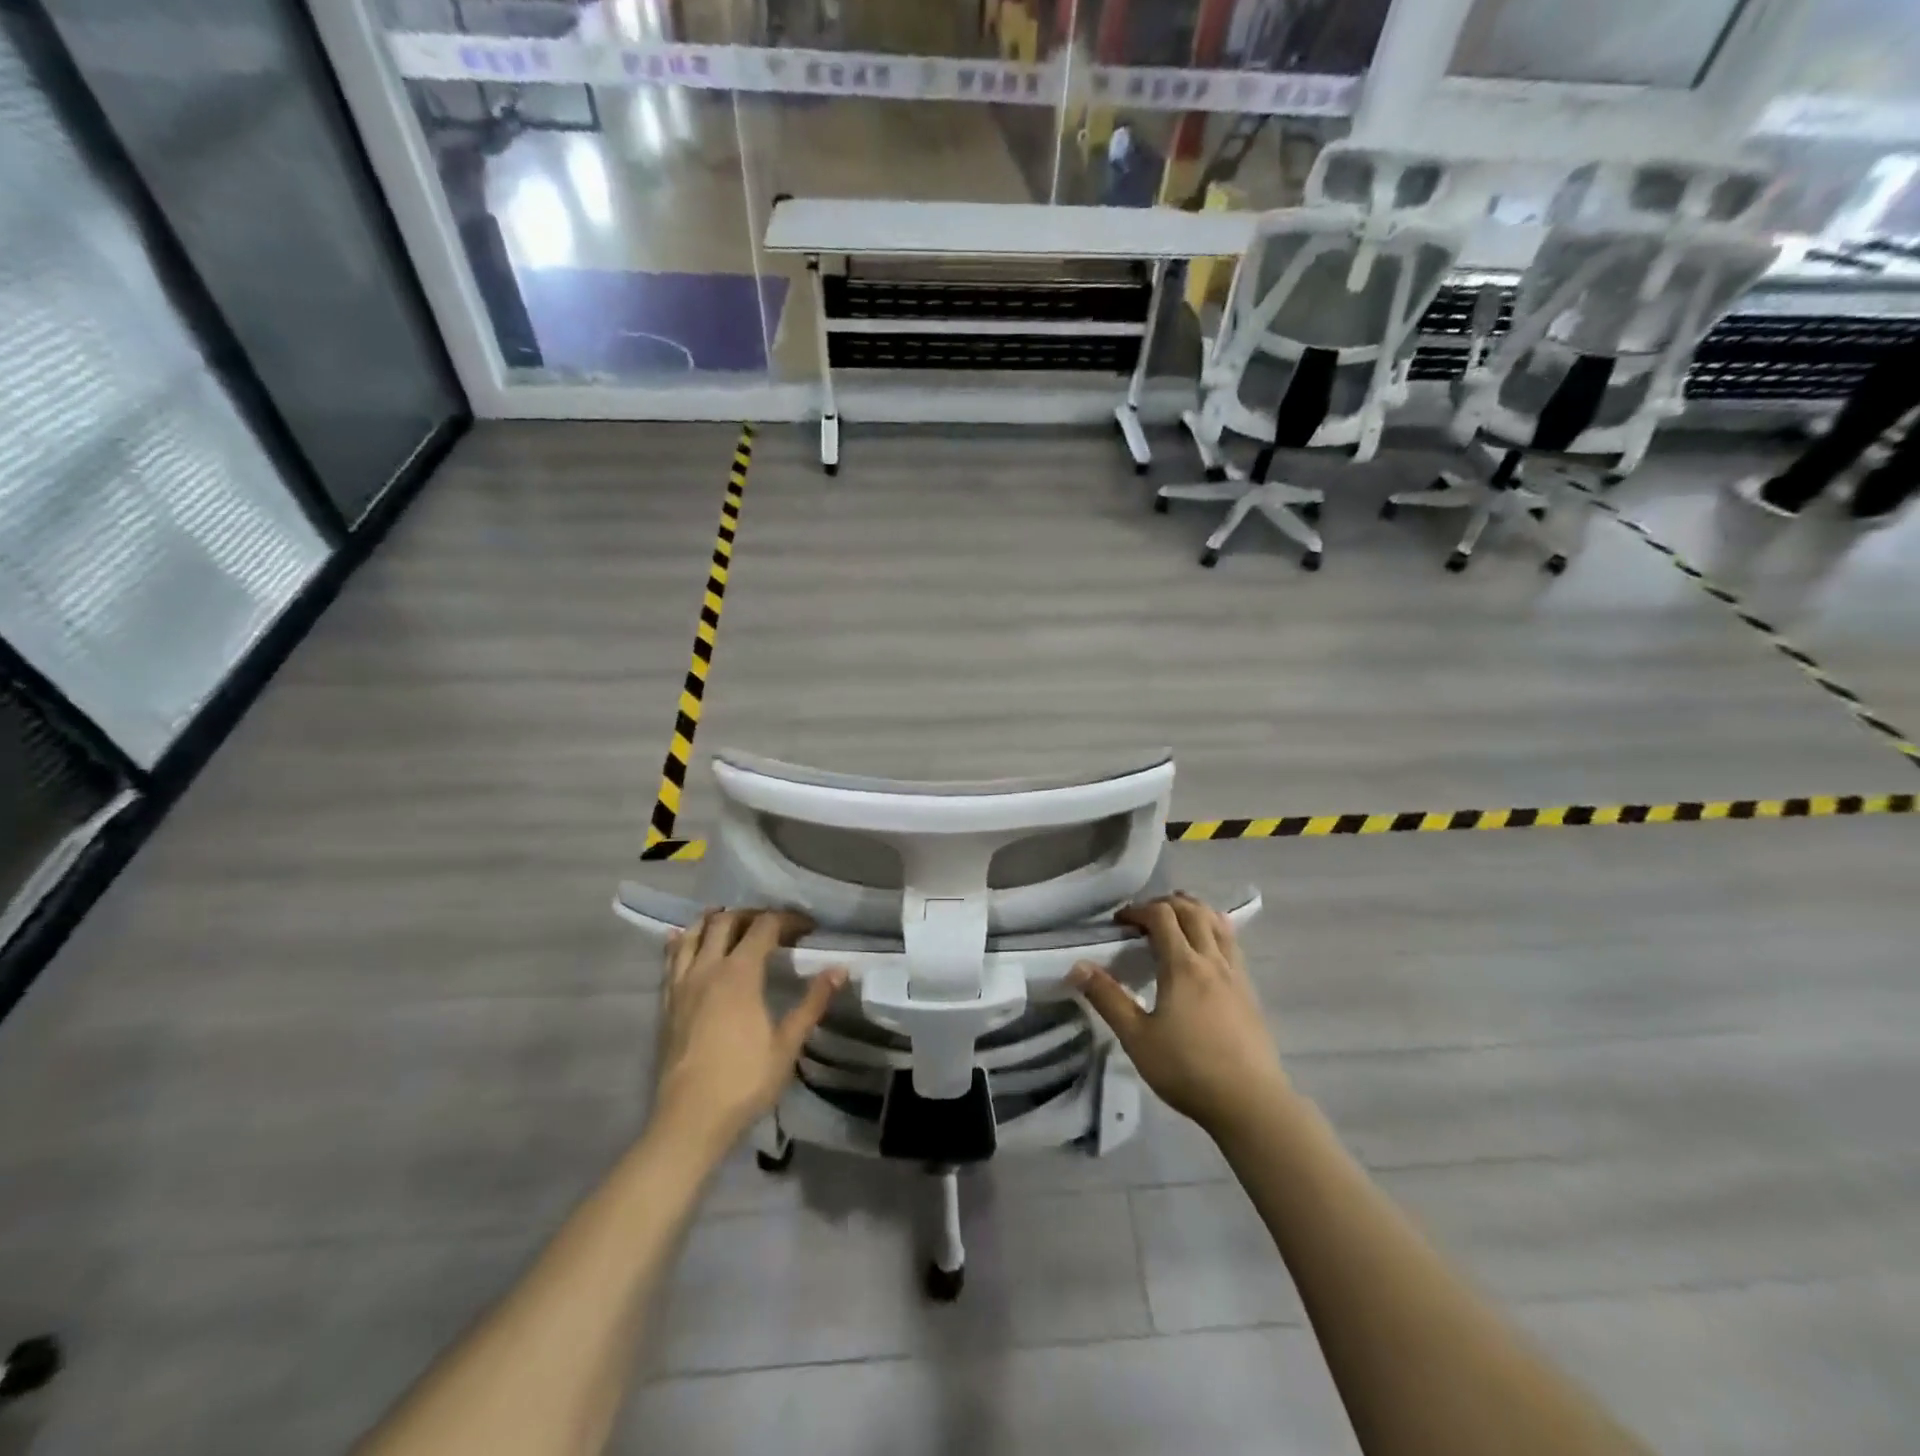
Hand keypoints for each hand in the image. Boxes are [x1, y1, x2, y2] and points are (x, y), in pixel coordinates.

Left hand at [654, 909, 844, 1151]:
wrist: (689, 1121)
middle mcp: (708, 969)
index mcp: (740, 973)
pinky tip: (680, 938)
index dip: (788, 920)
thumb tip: (839, 969)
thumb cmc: (744, 1081)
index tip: (808, 927)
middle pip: (726, 922)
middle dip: (752, 914)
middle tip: (774, 924)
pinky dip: (679, 943)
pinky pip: (670, 960)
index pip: (765, 926)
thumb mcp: (788, 1044)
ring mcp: (682, 985)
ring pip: (692, 935)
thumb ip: (812, 1002)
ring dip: (713, 921)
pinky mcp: (667, 1004)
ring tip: (729, 919)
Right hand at [1069, 893, 1289, 1140]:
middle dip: (1165, 904)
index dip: (1138, 910)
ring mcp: (1236, 974)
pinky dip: (1214, 931)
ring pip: (1218, 923)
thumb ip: (1108, 998)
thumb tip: (1078, 966)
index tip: (1119, 923)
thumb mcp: (1137, 1038)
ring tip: (1175, 921)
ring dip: (1194, 911)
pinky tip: (1205, 951)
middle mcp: (1212, 960)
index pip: (1162, 916)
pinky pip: (1231, 944)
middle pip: (1193, 911)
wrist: (1251, 1103)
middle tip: (1143, 918)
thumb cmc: (1188, 1070)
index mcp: (1183, 966)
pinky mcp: (1250, 991)